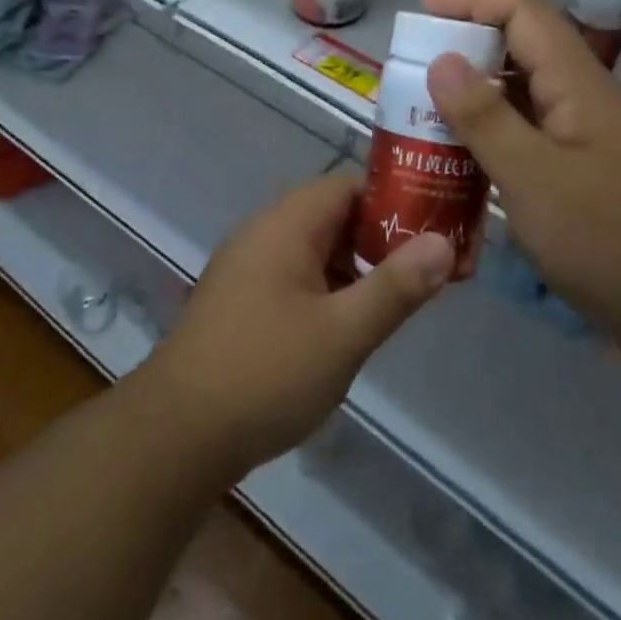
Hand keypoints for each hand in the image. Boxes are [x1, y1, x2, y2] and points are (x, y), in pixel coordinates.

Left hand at [139, 175, 453, 480]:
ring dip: (355, 266)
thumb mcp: (344, 333)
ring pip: (314, 249)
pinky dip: (328, 288)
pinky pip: (295, 276)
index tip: (435, 227)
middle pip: (333, 215)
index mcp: (286, 225)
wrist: (177, 434)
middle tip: (426, 268)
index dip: (395, 199)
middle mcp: (263, 234)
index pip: (349, 185)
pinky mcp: (240, 301)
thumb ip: (396, 286)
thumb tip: (443, 241)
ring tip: (399, 298)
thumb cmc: (267, 373)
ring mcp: (247, 268)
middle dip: (380, 237)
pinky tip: (349, 325)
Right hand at [420, 0, 620, 328]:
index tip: (422, 11)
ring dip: (478, 97)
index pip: (523, 13)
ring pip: (527, 96)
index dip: (472, 1)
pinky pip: (534, 135)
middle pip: (524, 49)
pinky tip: (467, 163)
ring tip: (426, 115)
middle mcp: (587, 98)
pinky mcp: (591, 173)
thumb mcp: (533, 178)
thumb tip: (442, 59)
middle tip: (414, 72)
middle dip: (467, 49)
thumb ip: (484, 117)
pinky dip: (496, 136)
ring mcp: (592, 137)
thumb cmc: (612, 240)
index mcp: (578, 83)